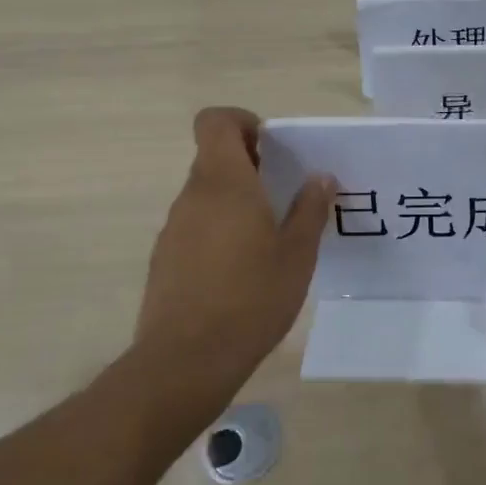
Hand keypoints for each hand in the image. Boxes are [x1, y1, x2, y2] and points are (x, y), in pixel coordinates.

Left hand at [134, 107, 333, 406]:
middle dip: (250, 165)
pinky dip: (219, 230)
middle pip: (214, 158)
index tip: (271, 147)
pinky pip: (195, 226)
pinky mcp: (165, 260)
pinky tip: (242, 269)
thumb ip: (310, 209)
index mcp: (224, 183)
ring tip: (270, 237)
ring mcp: (174, 229)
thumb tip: (321, 178)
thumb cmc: (251, 298)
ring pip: (206, 195)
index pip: (215, 122)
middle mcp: (192, 197)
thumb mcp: (297, 254)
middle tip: (285, 194)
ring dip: (236, 200)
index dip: (241, 122)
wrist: (186, 362)